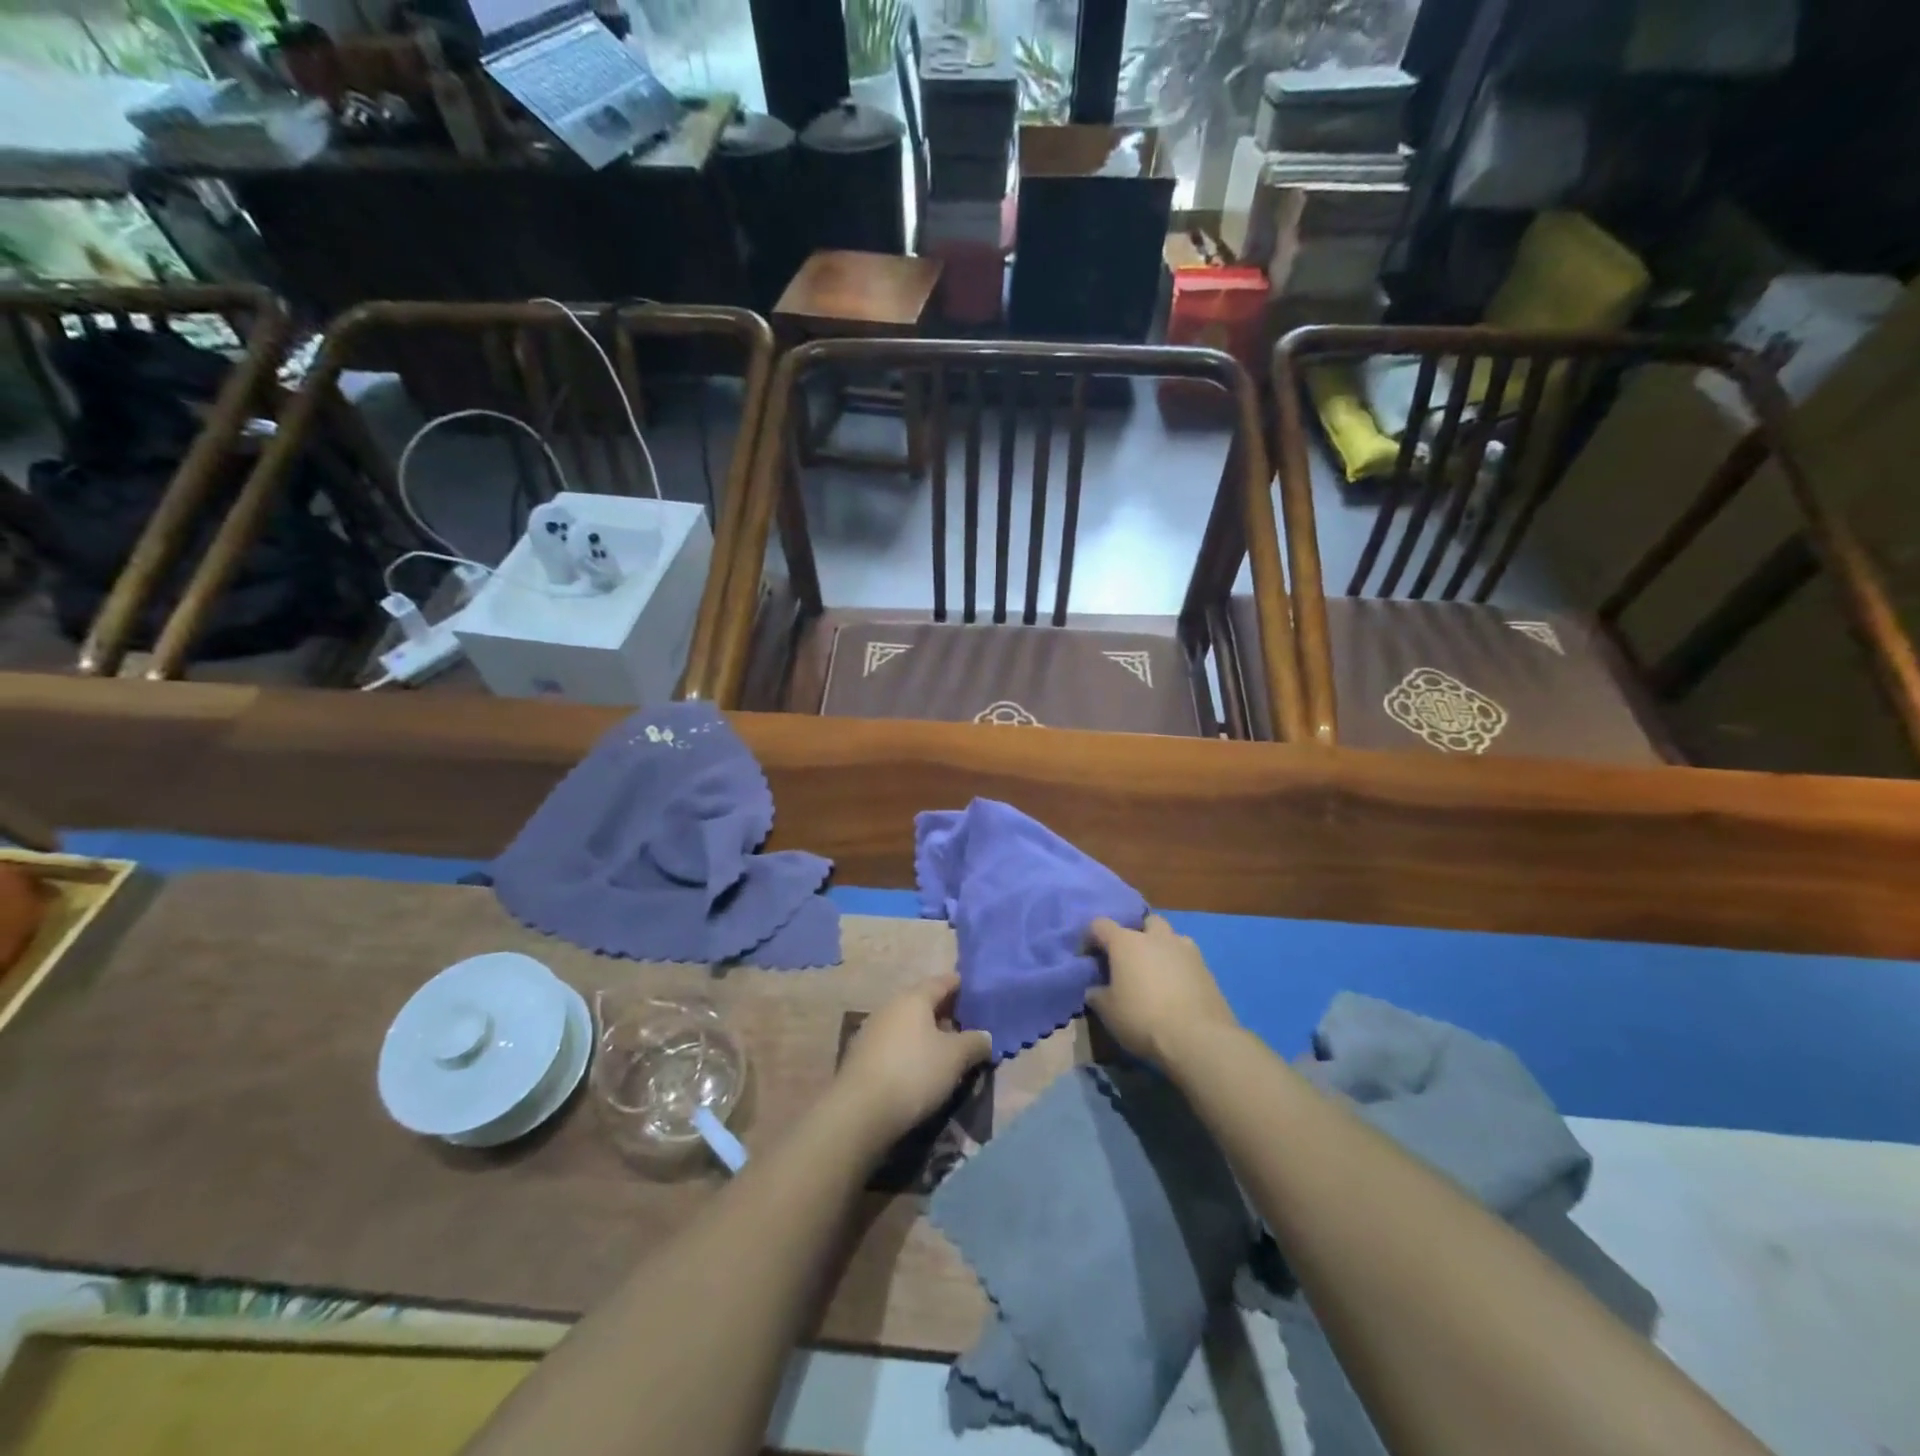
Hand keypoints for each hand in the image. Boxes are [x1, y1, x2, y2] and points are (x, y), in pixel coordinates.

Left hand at [831, 972, 992, 1151]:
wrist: (860, 1112)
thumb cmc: (914, 1073)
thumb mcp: (955, 1057)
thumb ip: (975, 1042)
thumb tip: (985, 1036)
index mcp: (914, 998)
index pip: (942, 982)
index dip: (961, 986)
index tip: (977, 994)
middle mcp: (890, 1007)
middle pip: (923, 1003)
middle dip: (946, 1013)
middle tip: (968, 1027)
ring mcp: (872, 1030)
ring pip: (908, 1025)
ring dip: (927, 1034)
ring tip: (947, 1052)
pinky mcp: (861, 1056)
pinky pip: (895, 1044)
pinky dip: (911, 1050)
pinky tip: (920, 1069)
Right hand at [1085, 914, 1237, 1069]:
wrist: (1198, 1039)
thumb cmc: (1143, 1019)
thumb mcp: (1108, 1012)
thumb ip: (1098, 995)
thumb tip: (1095, 989)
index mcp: (1126, 942)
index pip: (1100, 925)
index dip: (1091, 938)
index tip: (1089, 957)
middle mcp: (1156, 937)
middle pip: (1144, 922)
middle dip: (1136, 935)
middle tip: (1130, 960)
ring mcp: (1186, 950)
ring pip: (1171, 937)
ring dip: (1162, 948)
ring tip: (1157, 973)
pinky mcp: (1207, 968)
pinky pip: (1188, 959)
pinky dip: (1180, 968)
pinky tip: (1177, 990)